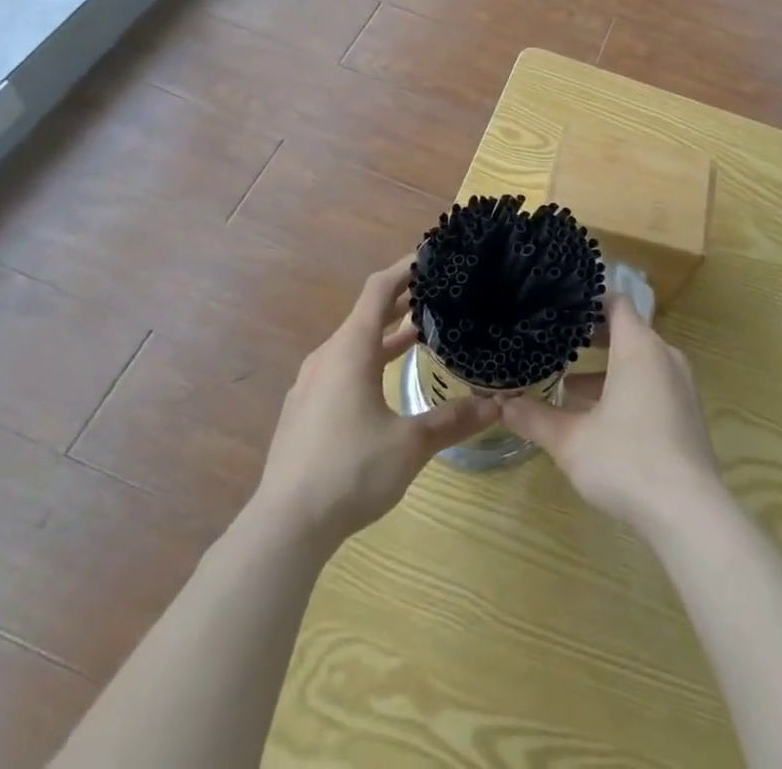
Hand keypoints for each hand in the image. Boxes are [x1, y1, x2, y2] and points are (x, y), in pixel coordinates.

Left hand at [251, 256, 496, 551]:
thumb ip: (453, 420)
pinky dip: (369, 358)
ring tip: (423, 332)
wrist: (285, 525)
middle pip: (367, 313)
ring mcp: (311, 383)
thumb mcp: (410, 444)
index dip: (405, 267)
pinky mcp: (304, 409)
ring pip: (354, 343)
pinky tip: (386, 382)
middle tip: (440, 293)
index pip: (379, 289)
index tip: (433, 256)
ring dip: (387, 333)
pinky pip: (342, 366)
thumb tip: (496, 405)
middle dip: (403, 300)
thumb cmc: (350, 470)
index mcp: (350, 349)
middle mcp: (328, 356)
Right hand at [501, 291, 721, 534]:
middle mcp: (664, 357)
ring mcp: (681, 386)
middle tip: (556, 344)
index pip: (616, 302)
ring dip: (607, 368)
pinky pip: (653, 384)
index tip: (559, 310)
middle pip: (627, 331)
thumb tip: (503, 405)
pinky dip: (627, 388)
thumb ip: (535, 418)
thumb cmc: (627, 462)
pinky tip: (600, 418)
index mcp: (639, 347)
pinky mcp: (687, 414)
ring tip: (568, 384)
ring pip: (639, 361)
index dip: (588, 302)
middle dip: (591, 337)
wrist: (690, 514)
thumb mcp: (571, 441)